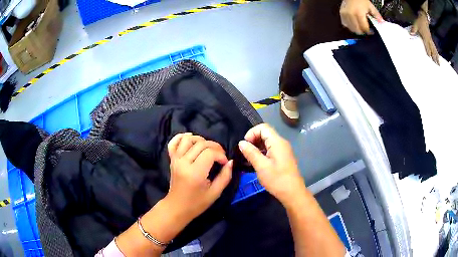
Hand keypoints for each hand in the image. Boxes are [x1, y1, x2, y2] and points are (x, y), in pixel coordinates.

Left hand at [165, 133, 232, 221]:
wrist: (177, 207)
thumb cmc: (197, 203)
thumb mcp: (215, 193)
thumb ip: (225, 176)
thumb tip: (231, 162)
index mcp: (195, 172)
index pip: (210, 153)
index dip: (221, 155)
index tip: (224, 163)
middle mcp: (184, 162)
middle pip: (201, 144)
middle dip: (215, 147)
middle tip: (220, 157)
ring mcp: (176, 159)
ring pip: (188, 139)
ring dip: (201, 140)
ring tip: (207, 149)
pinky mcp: (172, 159)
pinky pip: (174, 142)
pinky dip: (181, 137)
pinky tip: (190, 138)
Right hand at [238, 124, 304, 203]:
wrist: (292, 193)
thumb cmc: (277, 179)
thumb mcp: (261, 166)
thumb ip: (251, 152)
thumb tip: (241, 143)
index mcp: (277, 142)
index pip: (263, 127)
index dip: (251, 133)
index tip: (244, 145)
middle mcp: (281, 143)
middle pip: (265, 134)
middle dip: (253, 140)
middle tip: (244, 153)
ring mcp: (282, 151)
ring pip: (267, 143)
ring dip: (256, 148)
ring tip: (247, 159)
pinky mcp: (282, 158)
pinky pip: (270, 150)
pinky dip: (261, 153)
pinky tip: (254, 163)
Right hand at [340, 0, 383, 34]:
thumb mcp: (370, 6)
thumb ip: (376, 14)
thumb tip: (381, 22)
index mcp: (359, 14)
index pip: (364, 28)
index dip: (368, 32)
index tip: (371, 32)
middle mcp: (351, 15)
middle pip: (357, 30)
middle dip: (362, 32)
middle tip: (366, 30)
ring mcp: (345, 14)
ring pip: (351, 28)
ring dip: (356, 30)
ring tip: (360, 27)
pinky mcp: (341, 14)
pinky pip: (345, 24)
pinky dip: (349, 26)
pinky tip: (353, 24)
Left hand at [410, 11, 439, 64]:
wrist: (423, 18)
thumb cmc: (419, 21)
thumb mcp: (415, 24)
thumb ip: (413, 29)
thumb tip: (411, 34)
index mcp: (425, 37)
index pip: (427, 47)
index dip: (429, 53)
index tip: (430, 59)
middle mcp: (429, 40)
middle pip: (432, 50)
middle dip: (435, 58)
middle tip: (437, 65)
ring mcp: (431, 39)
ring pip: (434, 49)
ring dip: (437, 56)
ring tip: (439, 63)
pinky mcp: (431, 39)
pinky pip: (434, 47)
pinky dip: (436, 52)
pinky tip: (438, 56)